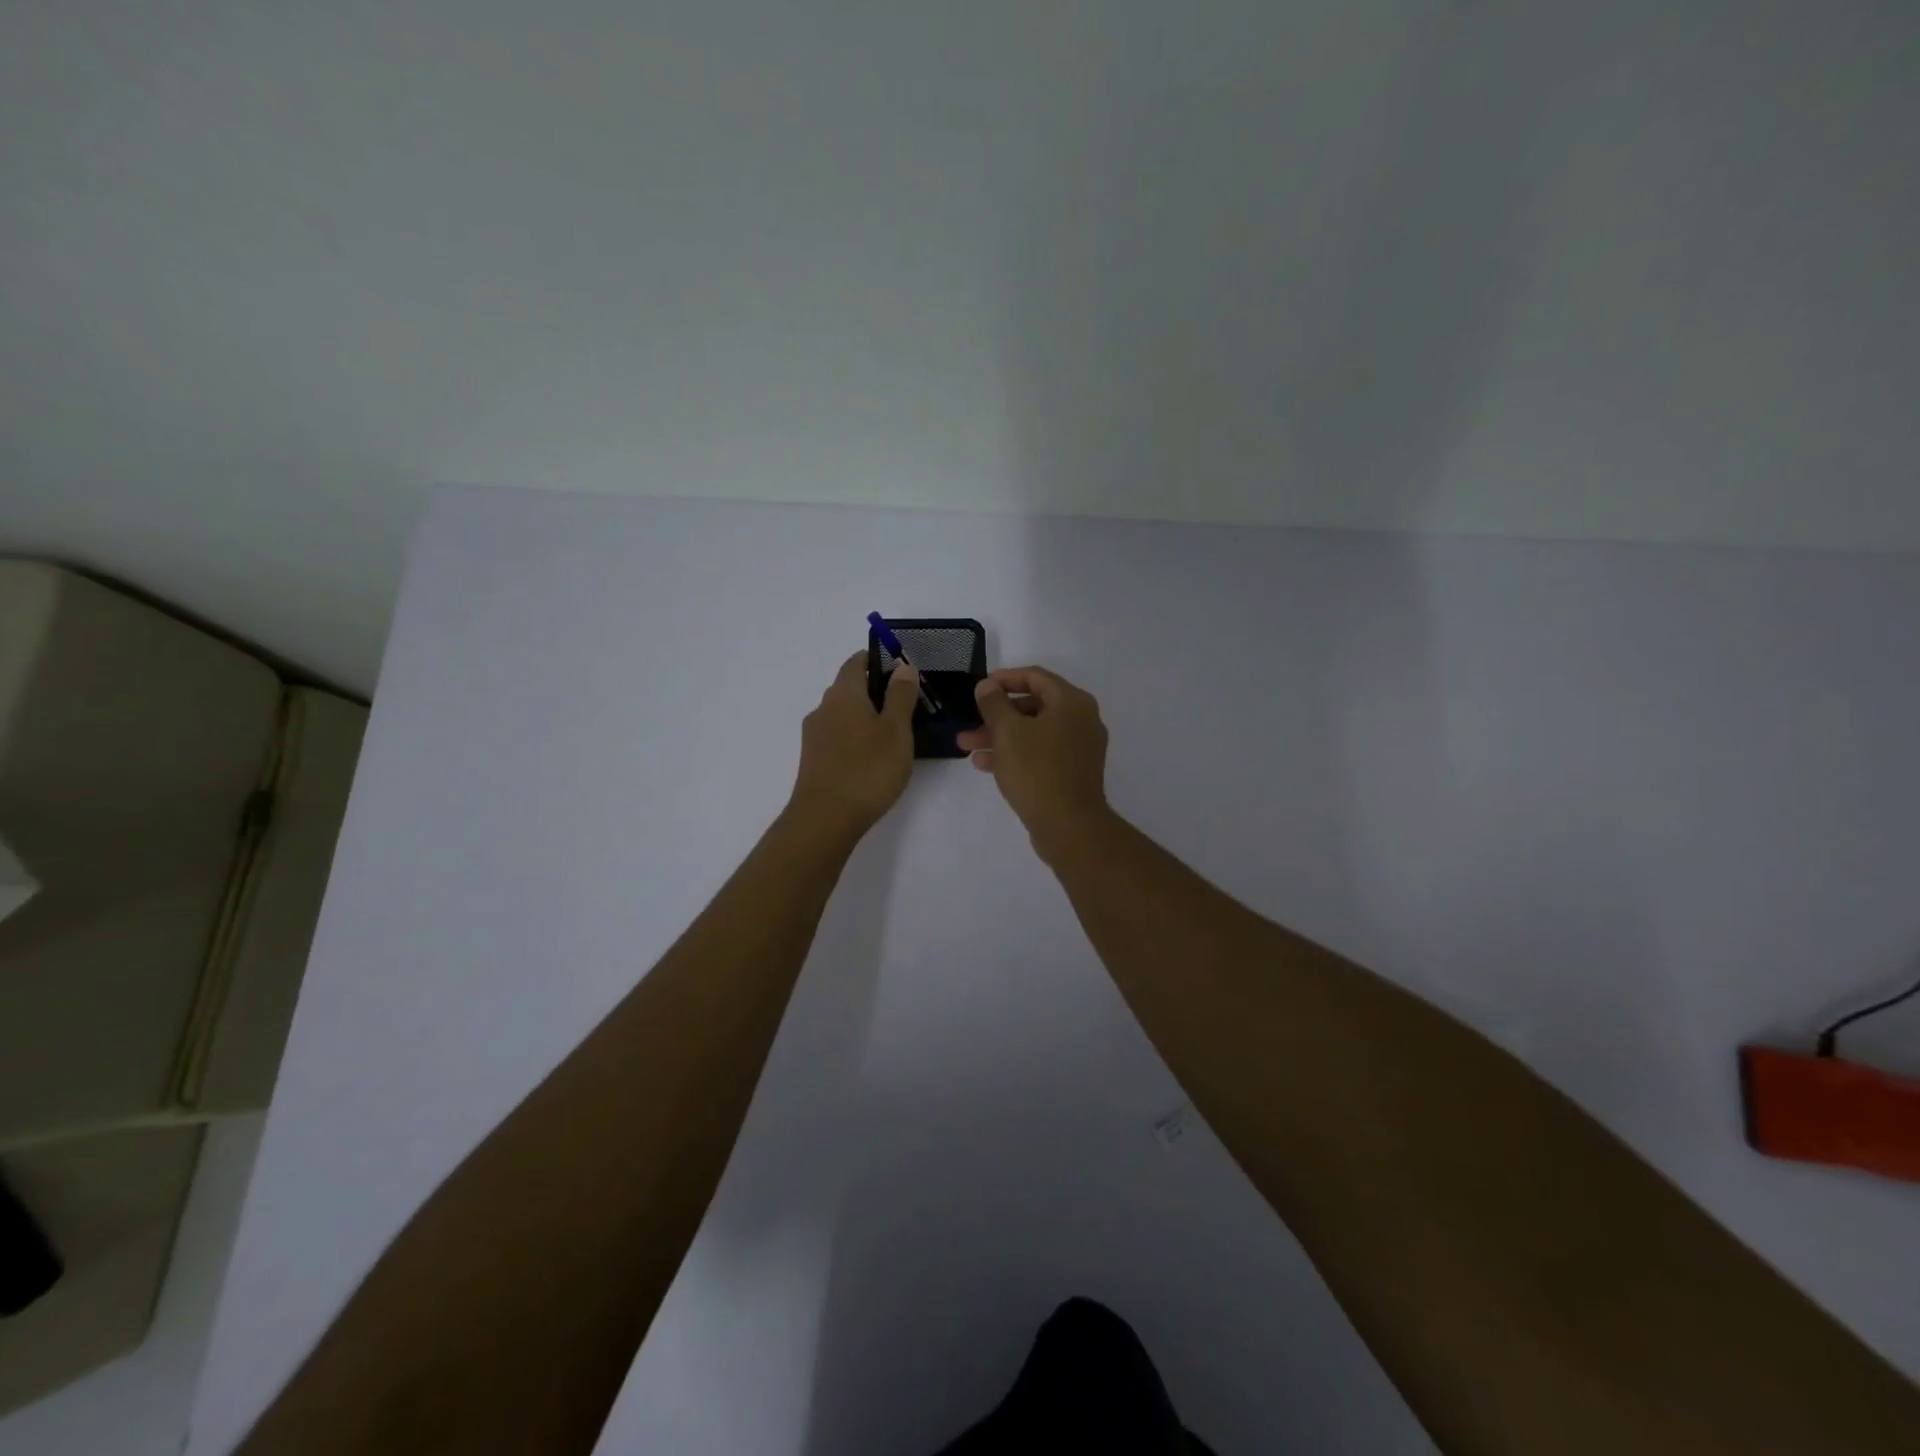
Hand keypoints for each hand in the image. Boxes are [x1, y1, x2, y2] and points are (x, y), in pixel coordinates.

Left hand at [787, 652, 919, 838]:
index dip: (876, 658)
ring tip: (894, 731)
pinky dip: (856, 735)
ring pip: (843, 713)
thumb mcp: (896, 730)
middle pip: (848, 687)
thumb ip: (900, 696)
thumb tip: (902, 666)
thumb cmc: (867, 770)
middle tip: (906, 701)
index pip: (855, 662)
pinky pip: (838, 735)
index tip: (900, 666)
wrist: (824, 820)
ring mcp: (815, 735)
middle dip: (875, 688)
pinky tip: (873, 755)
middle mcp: (824, 708)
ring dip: (866, 714)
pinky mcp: (814, 759)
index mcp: (843, 694)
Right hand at [956, 666, 1109, 856]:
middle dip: (996, 715)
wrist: (1069, 826)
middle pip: (1033, 706)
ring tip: (967, 747)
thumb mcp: (1007, 731)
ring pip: (1034, 732)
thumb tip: (987, 686)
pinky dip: (1015, 753)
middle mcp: (1081, 720)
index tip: (979, 688)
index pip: (1035, 676)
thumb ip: (994, 703)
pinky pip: (1041, 753)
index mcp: (1072, 702)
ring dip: (1000, 736)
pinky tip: (985, 764)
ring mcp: (1079, 748)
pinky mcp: (1073, 772)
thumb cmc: (1037, 770)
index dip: (1004, 679)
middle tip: (969, 724)